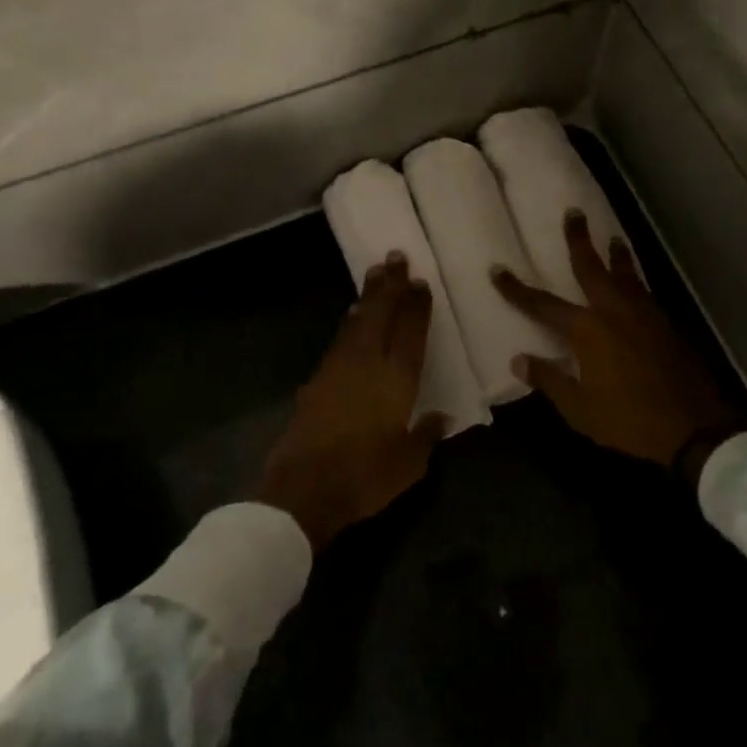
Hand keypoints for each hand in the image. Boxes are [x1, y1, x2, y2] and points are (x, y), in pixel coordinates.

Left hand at [257, 253, 443, 550]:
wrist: (304, 489)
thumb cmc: (365, 476)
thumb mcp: (409, 464)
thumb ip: (427, 435)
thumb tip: (442, 416)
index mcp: (397, 378)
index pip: (410, 331)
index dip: (416, 305)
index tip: (420, 281)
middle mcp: (368, 362)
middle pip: (382, 314)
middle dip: (390, 285)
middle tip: (396, 257)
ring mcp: (339, 367)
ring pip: (358, 321)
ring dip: (368, 296)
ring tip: (375, 273)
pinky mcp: (317, 379)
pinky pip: (341, 338)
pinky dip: (351, 321)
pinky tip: (353, 316)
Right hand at [492, 212, 746, 474]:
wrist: (693, 426)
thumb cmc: (628, 419)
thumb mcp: (579, 408)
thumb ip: (549, 379)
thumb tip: (519, 359)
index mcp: (587, 330)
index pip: (543, 304)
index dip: (517, 289)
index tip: (497, 269)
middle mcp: (613, 310)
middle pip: (592, 267)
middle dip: (579, 240)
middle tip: (574, 212)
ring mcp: (643, 314)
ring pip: (625, 274)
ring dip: (616, 254)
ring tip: (612, 237)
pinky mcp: (665, 324)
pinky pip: (643, 291)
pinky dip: (635, 279)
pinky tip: (635, 283)